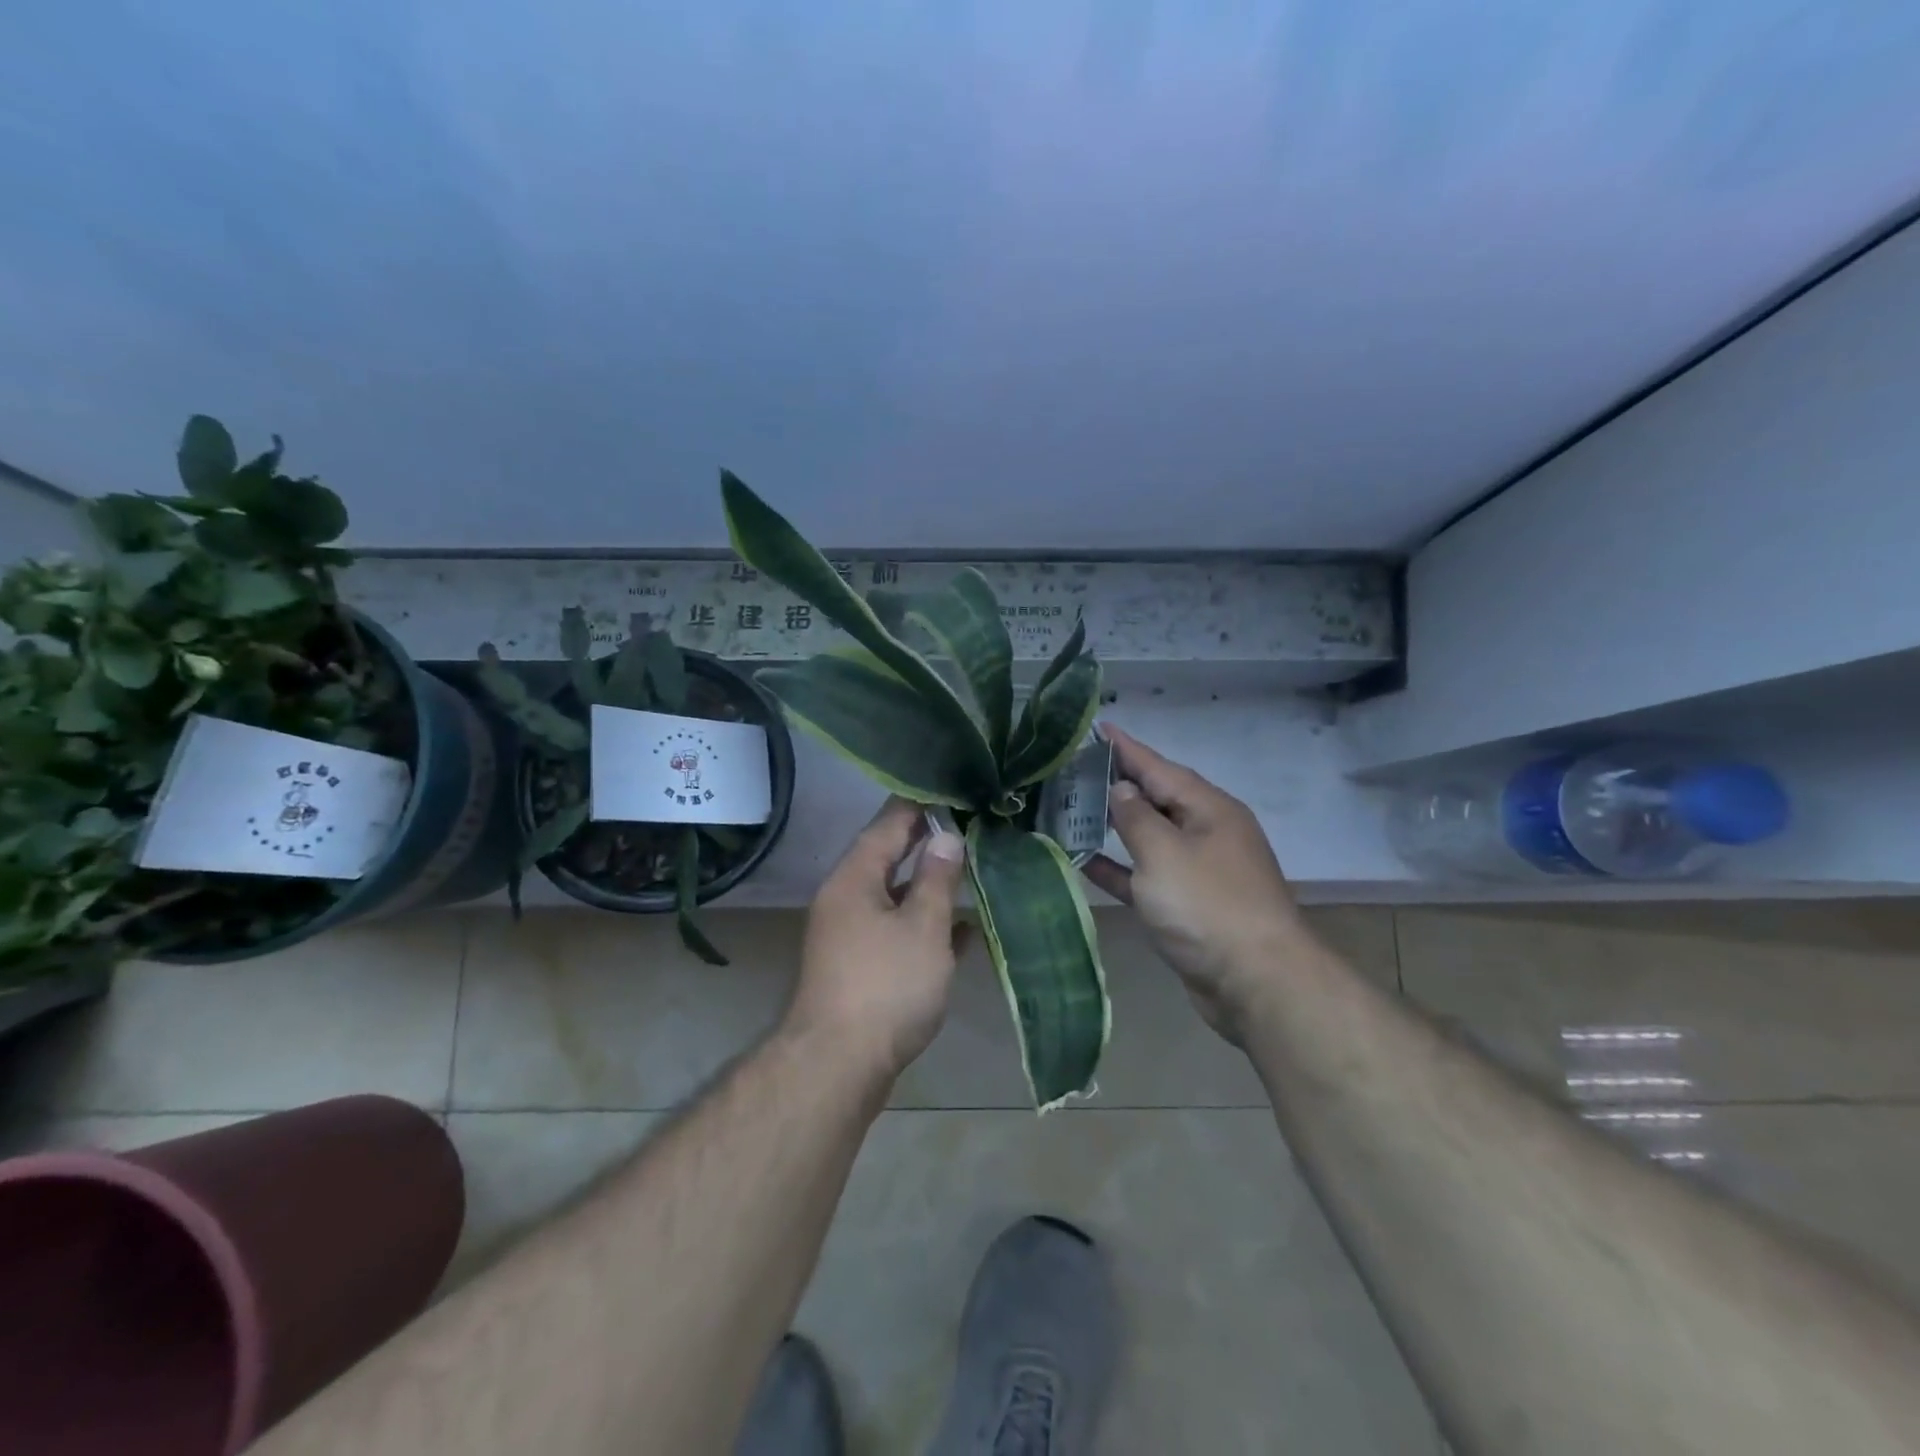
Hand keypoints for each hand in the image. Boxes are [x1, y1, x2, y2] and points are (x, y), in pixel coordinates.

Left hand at [786, 797, 967, 1078]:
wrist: (838, 1066)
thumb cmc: (885, 986)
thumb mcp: (922, 927)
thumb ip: (937, 879)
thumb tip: (947, 837)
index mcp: (854, 878)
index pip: (888, 823)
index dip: (921, 804)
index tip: (954, 787)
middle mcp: (846, 898)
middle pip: (889, 857)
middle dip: (928, 841)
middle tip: (971, 823)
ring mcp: (850, 934)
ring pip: (895, 896)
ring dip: (929, 884)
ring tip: (972, 867)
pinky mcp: (860, 966)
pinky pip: (897, 930)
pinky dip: (925, 924)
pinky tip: (962, 930)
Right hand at [1084, 725, 1309, 1042]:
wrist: (1257, 984)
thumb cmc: (1208, 907)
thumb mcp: (1165, 853)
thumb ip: (1137, 817)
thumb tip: (1122, 789)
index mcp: (1209, 810)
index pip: (1159, 767)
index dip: (1126, 748)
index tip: (1097, 727)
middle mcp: (1207, 833)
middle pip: (1156, 798)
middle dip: (1118, 783)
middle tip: (1074, 767)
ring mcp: (1199, 871)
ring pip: (1149, 837)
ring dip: (1114, 825)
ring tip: (1072, 807)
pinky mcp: (1188, 907)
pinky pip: (1146, 876)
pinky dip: (1119, 868)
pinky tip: (1084, 860)